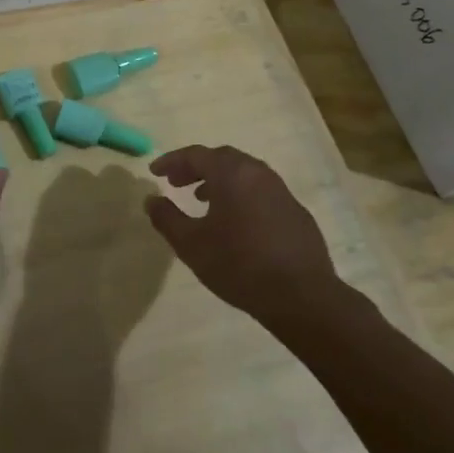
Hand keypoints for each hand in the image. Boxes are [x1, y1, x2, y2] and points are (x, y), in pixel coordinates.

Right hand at [144, 145, 344, 328]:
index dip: (172, 161)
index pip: (196, 155)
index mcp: (232, 175)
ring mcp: (281, 192)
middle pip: (222, 158)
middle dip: (195, 167)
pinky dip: (241, 195)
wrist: (302, 297)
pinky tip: (235, 222)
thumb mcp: (191, 244)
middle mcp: (259, 174)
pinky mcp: (296, 212)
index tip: (154, 172)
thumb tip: (151, 199)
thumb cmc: (239, 265)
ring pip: (244, 174)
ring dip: (219, 180)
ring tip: (202, 200)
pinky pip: (261, 191)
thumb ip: (167, 218)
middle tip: (176, 183)